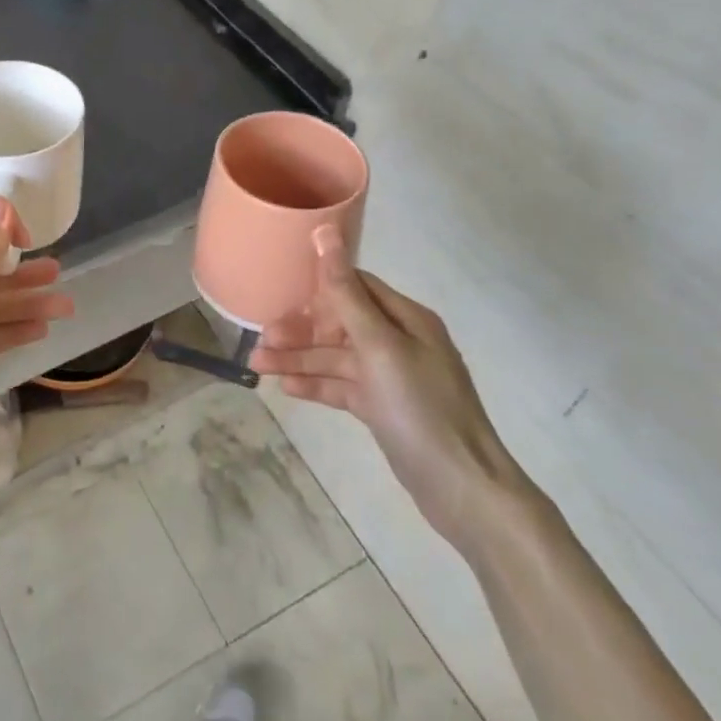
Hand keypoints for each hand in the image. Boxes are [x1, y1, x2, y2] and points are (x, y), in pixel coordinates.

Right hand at [250, 226, 532, 553]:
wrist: (462, 489)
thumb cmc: (421, 407)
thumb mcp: (379, 345)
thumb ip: (345, 292)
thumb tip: (325, 231)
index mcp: (406, 319)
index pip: (356, 286)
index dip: (318, 289)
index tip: (280, 294)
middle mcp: (399, 342)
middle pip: (340, 323)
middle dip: (301, 329)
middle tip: (263, 338)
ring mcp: (390, 377)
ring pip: (335, 358)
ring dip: (299, 359)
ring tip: (258, 365)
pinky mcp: (382, 408)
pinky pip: (341, 387)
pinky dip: (315, 385)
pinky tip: (285, 387)